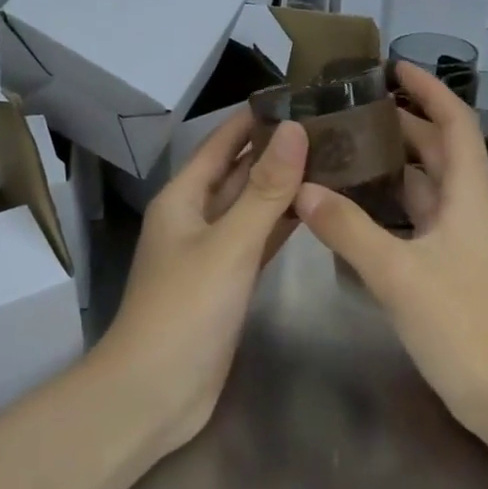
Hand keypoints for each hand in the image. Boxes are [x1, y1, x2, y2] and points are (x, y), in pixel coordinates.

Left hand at [93, 109, 307, 449]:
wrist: (156, 391)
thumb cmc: (185, 309)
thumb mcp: (229, 243)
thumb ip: (265, 190)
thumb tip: (294, 130)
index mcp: (182, 199)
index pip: (220, 144)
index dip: (252, 120)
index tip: (296, 97)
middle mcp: (194, 218)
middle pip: (237, 174)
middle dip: (275, 151)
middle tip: (328, 128)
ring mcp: (211, 253)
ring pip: (251, 208)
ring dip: (283, 187)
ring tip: (331, 160)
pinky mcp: (227, 283)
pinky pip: (258, 241)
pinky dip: (282, 225)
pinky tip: (314, 211)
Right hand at [294, 64, 487, 424]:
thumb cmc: (464, 325)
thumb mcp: (399, 273)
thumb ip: (349, 229)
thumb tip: (303, 190)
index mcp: (468, 195)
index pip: (453, 122)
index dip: (428, 89)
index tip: (393, 66)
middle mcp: (467, 209)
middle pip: (436, 150)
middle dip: (400, 122)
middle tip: (349, 108)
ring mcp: (459, 241)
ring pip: (424, 187)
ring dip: (390, 165)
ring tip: (342, 148)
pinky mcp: (448, 269)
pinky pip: (415, 221)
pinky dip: (388, 206)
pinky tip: (353, 207)